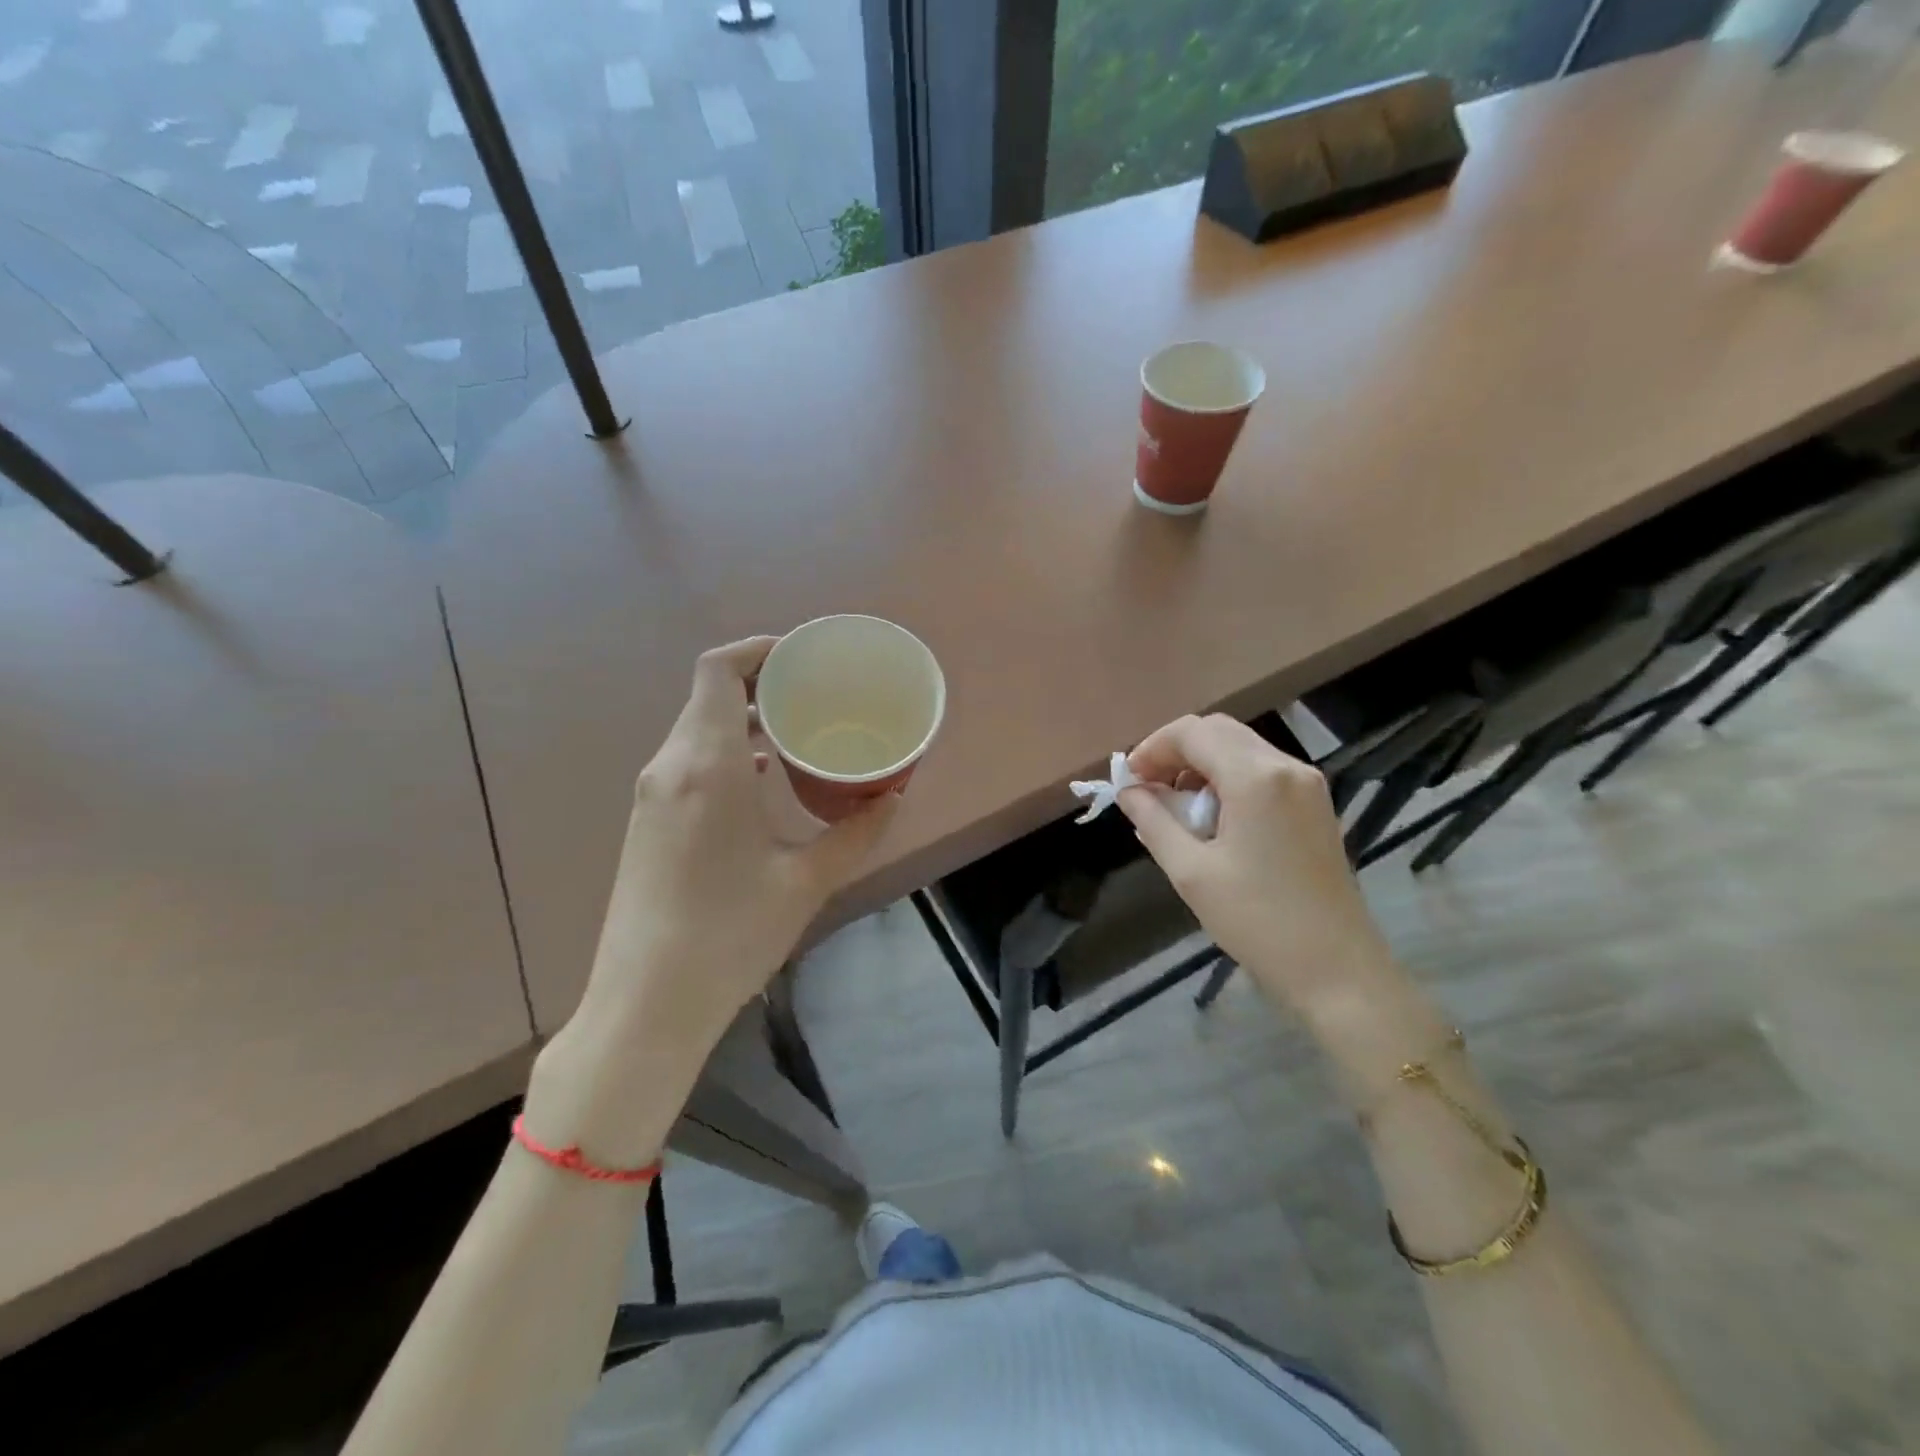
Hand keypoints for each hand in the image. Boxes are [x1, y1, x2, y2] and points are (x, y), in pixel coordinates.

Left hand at [529, 639, 895, 1164]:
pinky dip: (726, 751)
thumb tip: (893, 796)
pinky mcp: (648, 822)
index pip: (718, 670)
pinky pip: (689, 761)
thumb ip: (856, 832)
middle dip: (761, 683)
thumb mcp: (805, 881)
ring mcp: (652, 796)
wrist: (646, 1003)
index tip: (801, 656)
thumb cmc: (729, 935)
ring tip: (798, 733)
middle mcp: (671, 767)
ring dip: (744, 719)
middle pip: (708, 695)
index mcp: (706, 765)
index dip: (758, 649)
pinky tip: (763, 780)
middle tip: (815, 694)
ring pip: (697, 729)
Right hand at [1117, 714, 1395, 1019]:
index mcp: (1256, 778)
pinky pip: (1261, 770)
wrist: (1337, 970)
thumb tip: (1128, 791)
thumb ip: (1153, 821)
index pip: (1192, 733)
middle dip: (1175, 751)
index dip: (1152, 748)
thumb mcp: (1191, 872)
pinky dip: (1227, 779)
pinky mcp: (1315, 804)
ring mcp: (1307, 784)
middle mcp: (1286, 767)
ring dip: (1201, 764)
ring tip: (1175, 807)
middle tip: (1147, 789)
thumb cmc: (1257, 921)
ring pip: (1241, 748)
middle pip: (1218, 731)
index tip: (1128, 781)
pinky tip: (1211, 817)